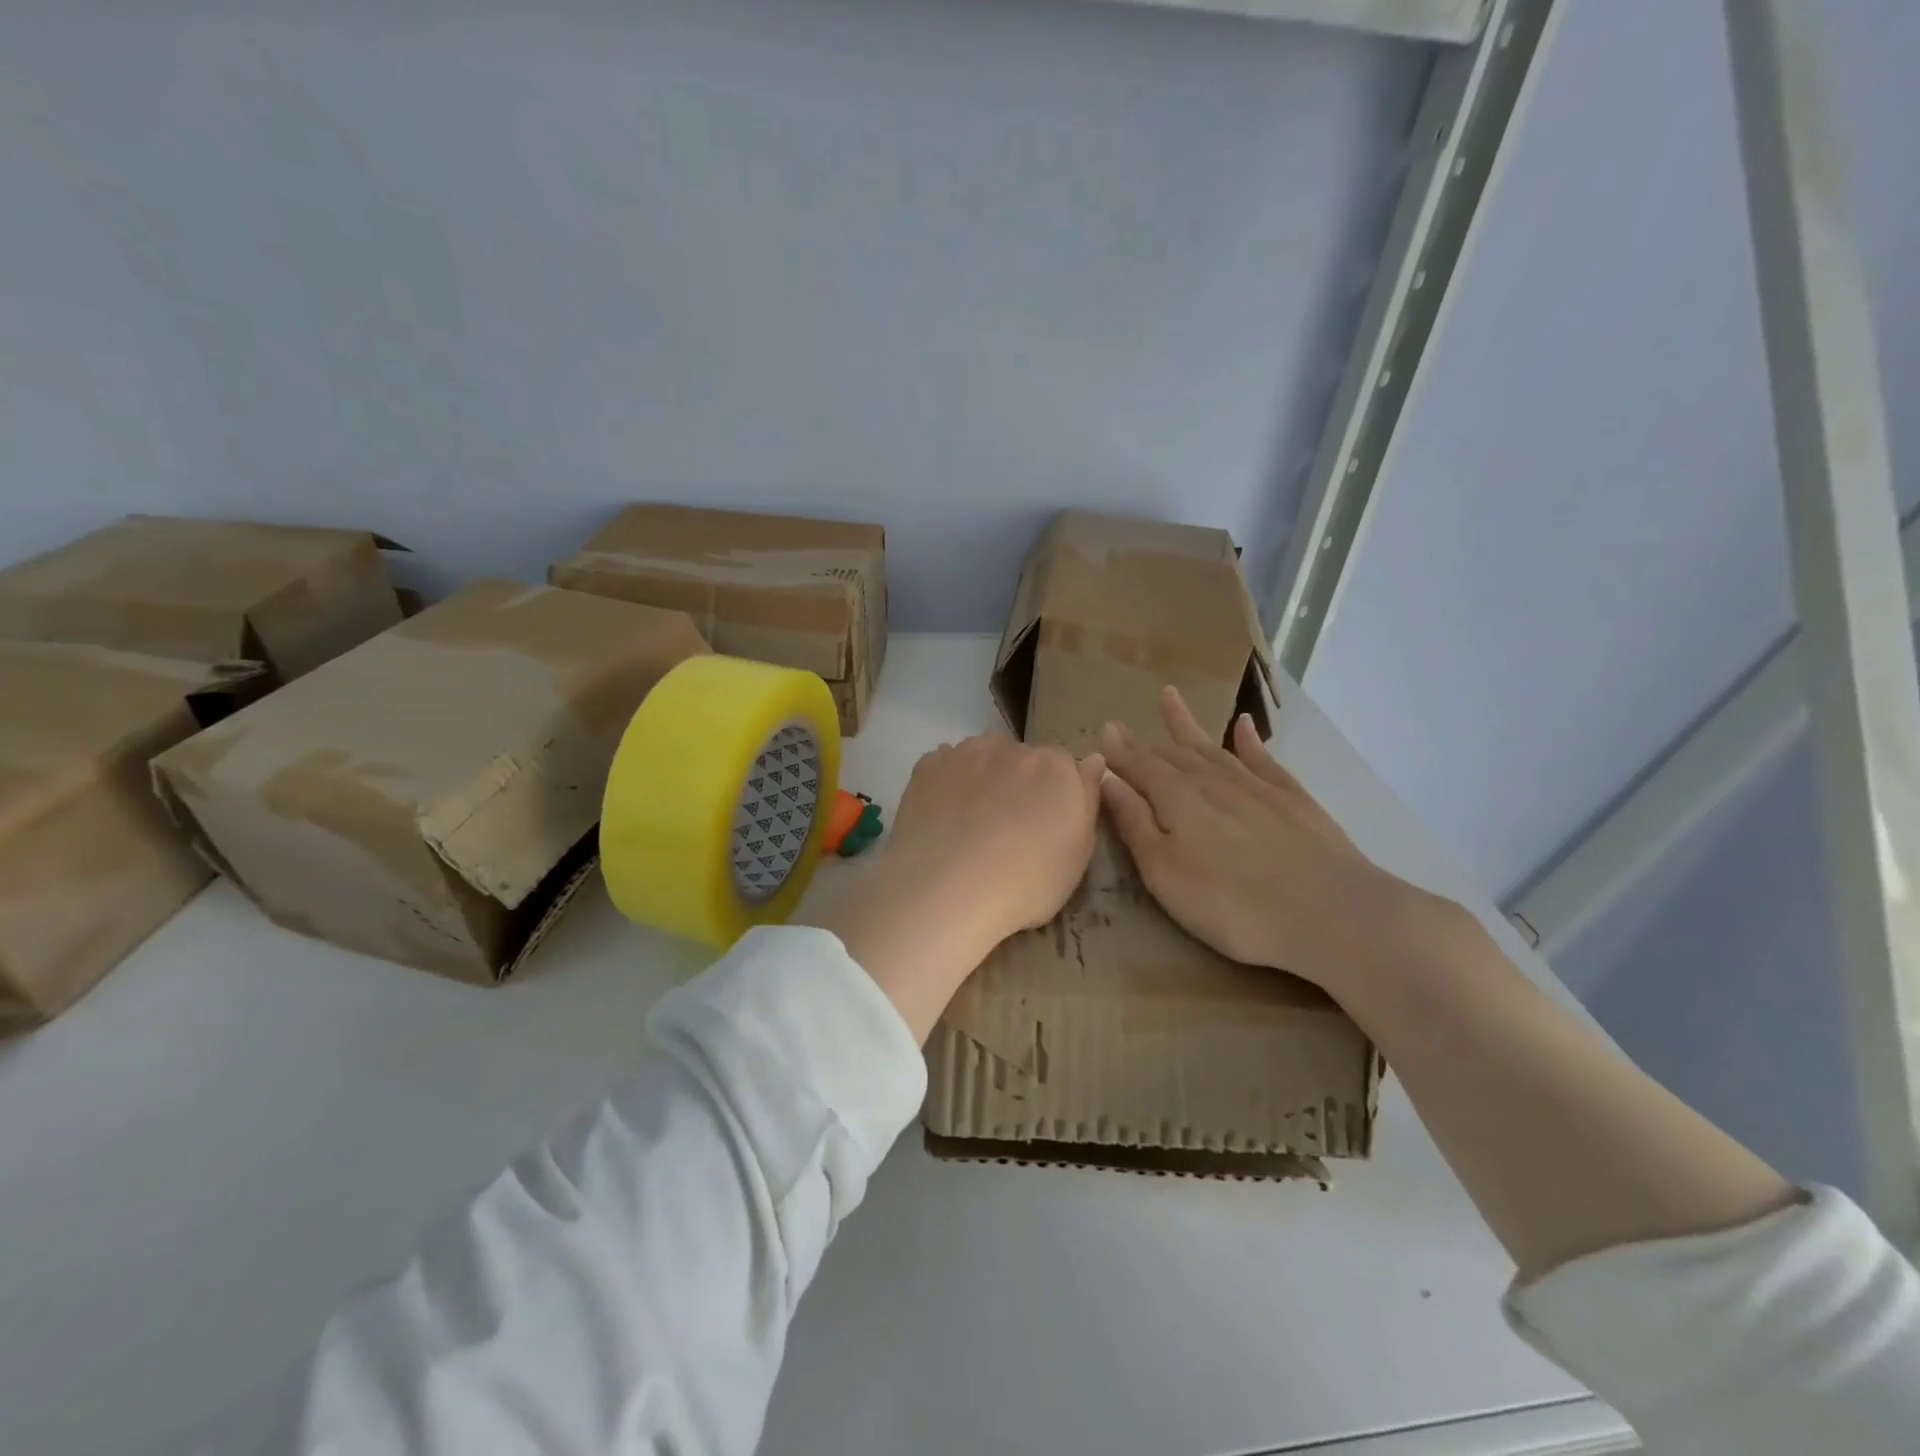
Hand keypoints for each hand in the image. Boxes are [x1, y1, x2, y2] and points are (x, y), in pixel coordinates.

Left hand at [808, 735, 1103, 1041]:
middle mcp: (1013, 747)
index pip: (1064, 768)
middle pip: (1022, 759)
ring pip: (982, 758)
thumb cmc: (1026, 882)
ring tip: (971, 824)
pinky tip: (943, 818)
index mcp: (1056, 766)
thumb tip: (1093, 760)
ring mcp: (966, 752)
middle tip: (1007, 829)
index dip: (1055, 795)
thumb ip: (1087, 799)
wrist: (946, 890)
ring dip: (984, 779)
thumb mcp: (1078, 854)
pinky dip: (948, 785)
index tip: (1045, 825)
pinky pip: (946, 766)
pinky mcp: (928, 765)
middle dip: (1019, 784)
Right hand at [1098, 686, 1441, 995]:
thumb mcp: (1165, 872)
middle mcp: (1213, 782)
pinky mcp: (1293, 799)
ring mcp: (1256, 787)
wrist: (1331, 914)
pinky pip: (1263, 759)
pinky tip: (1244, 725)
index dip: (1119, 753)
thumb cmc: (1232, 904)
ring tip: (1168, 698)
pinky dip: (1250, 740)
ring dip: (1188, 726)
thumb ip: (1134, 823)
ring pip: (1213, 749)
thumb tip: (1106, 779)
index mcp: (1177, 799)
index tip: (1102, 733)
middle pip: (1171, 755)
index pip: (1140, 767)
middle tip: (1121, 726)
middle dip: (1144, 742)